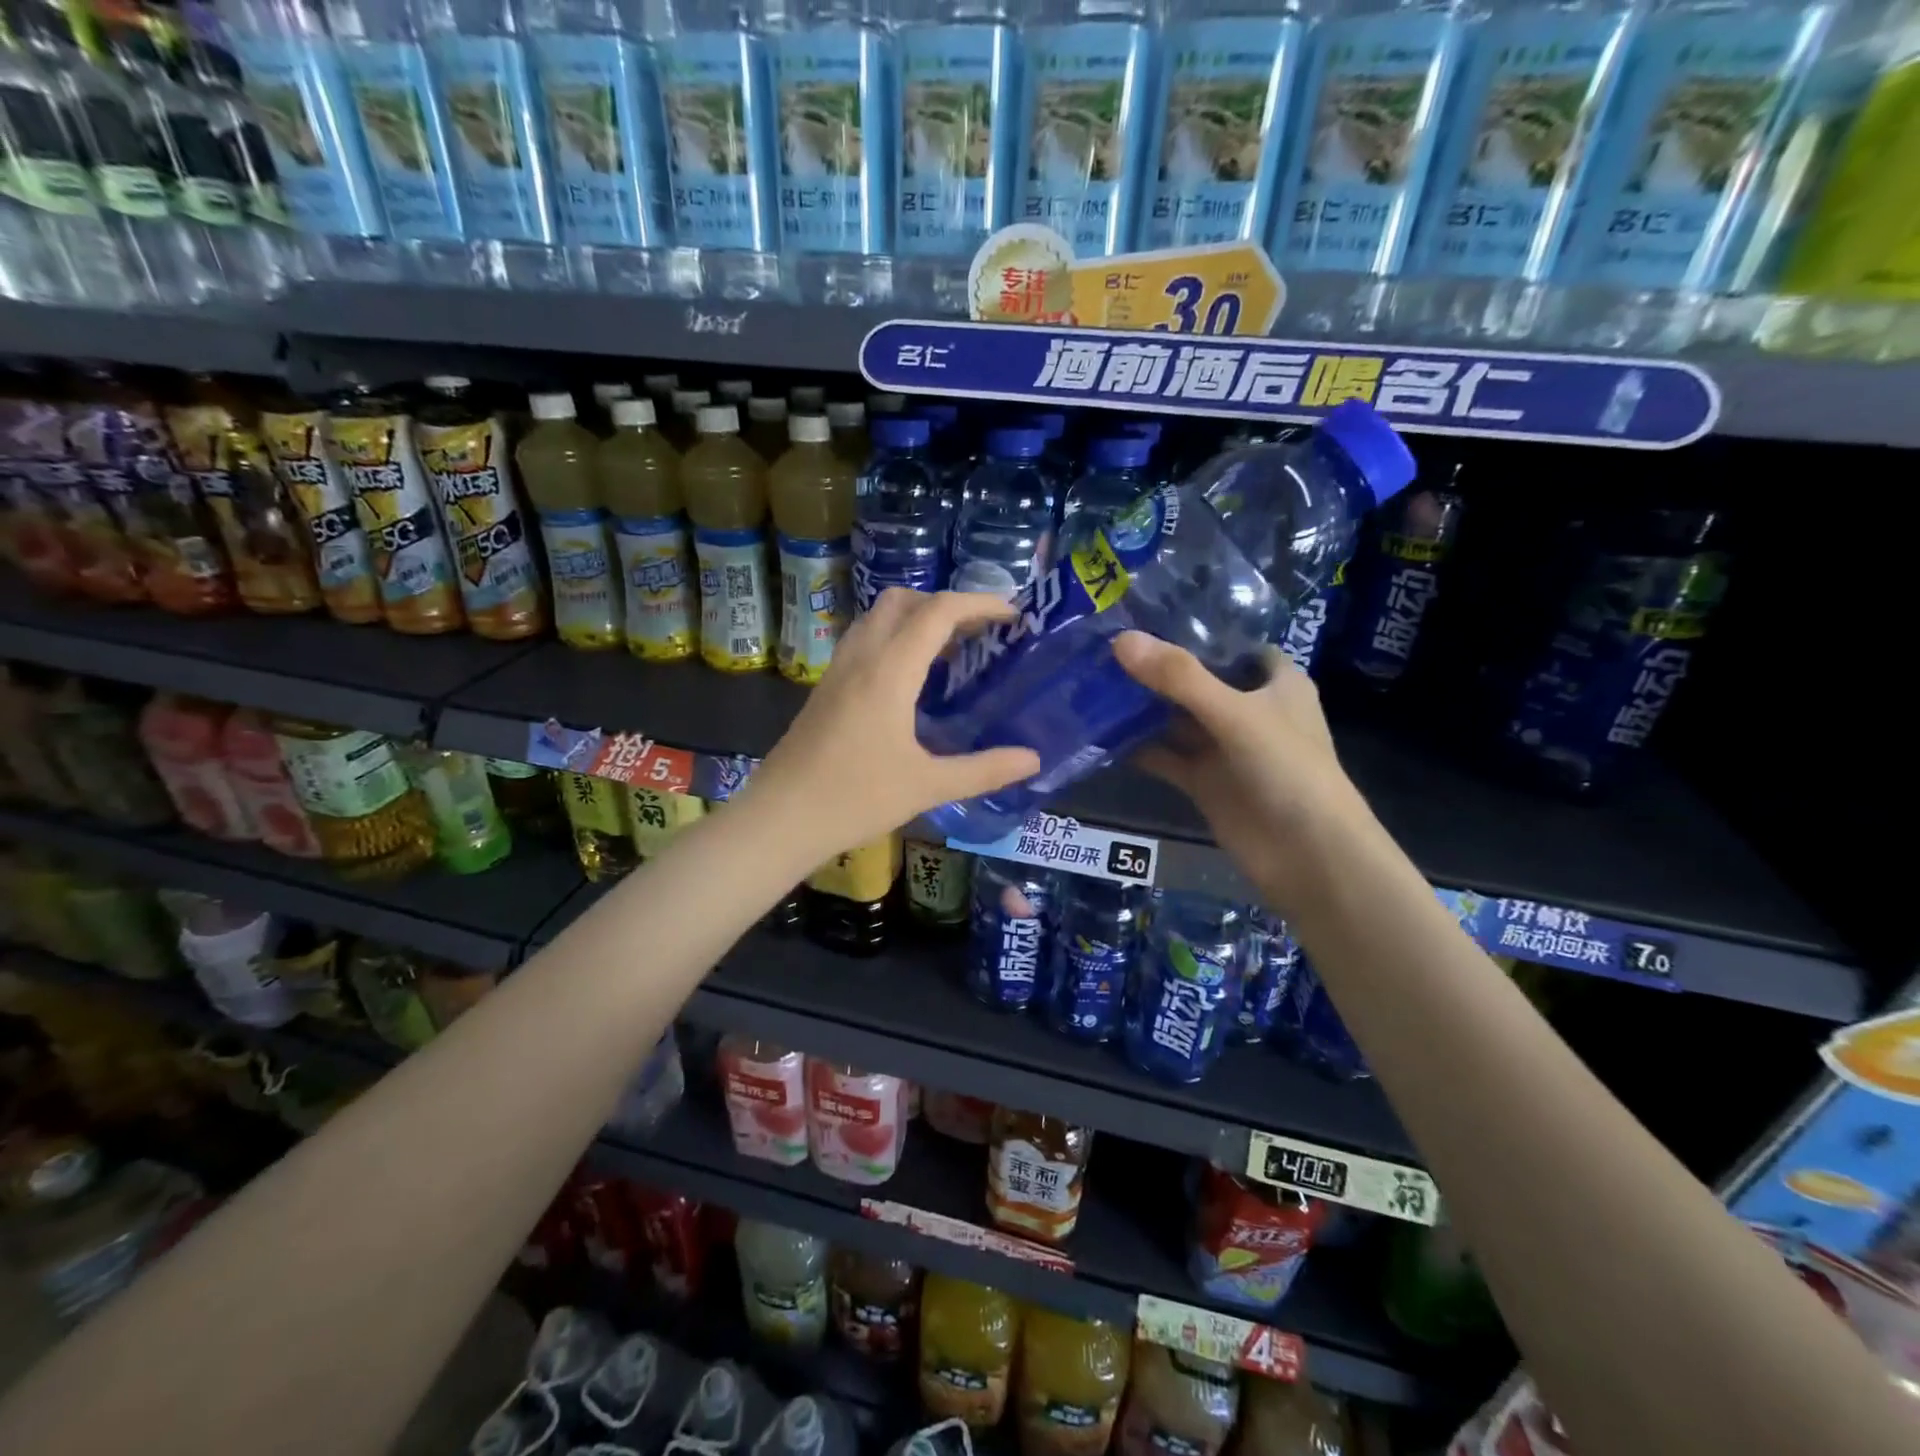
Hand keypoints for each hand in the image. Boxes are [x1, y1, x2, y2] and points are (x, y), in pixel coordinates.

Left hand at [747, 590, 1040, 864]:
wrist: (781, 817)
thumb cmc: (856, 799)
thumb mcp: (928, 786)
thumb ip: (984, 769)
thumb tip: (1033, 759)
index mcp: (889, 670)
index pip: (938, 611)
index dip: (980, 603)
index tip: (1013, 615)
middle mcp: (861, 657)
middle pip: (904, 600)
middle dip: (946, 604)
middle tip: (980, 634)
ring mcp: (838, 669)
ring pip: (878, 617)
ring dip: (917, 618)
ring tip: (951, 652)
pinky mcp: (825, 687)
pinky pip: (864, 640)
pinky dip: (894, 638)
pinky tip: (911, 680)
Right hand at [1113, 631, 1373, 912]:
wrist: (1308, 856)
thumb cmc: (1288, 770)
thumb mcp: (1235, 714)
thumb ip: (1179, 678)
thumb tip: (1120, 640)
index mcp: (1275, 683)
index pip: (1233, 645)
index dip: (1196, 631)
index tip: (1144, 617)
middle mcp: (1249, 711)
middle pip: (1197, 681)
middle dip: (1156, 669)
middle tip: (1102, 648)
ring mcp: (1225, 749)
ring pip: (1177, 720)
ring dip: (1142, 708)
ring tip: (1092, 683)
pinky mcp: (1205, 782)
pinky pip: (1166, 757)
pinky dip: (1139, 747)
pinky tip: (1101, 734)